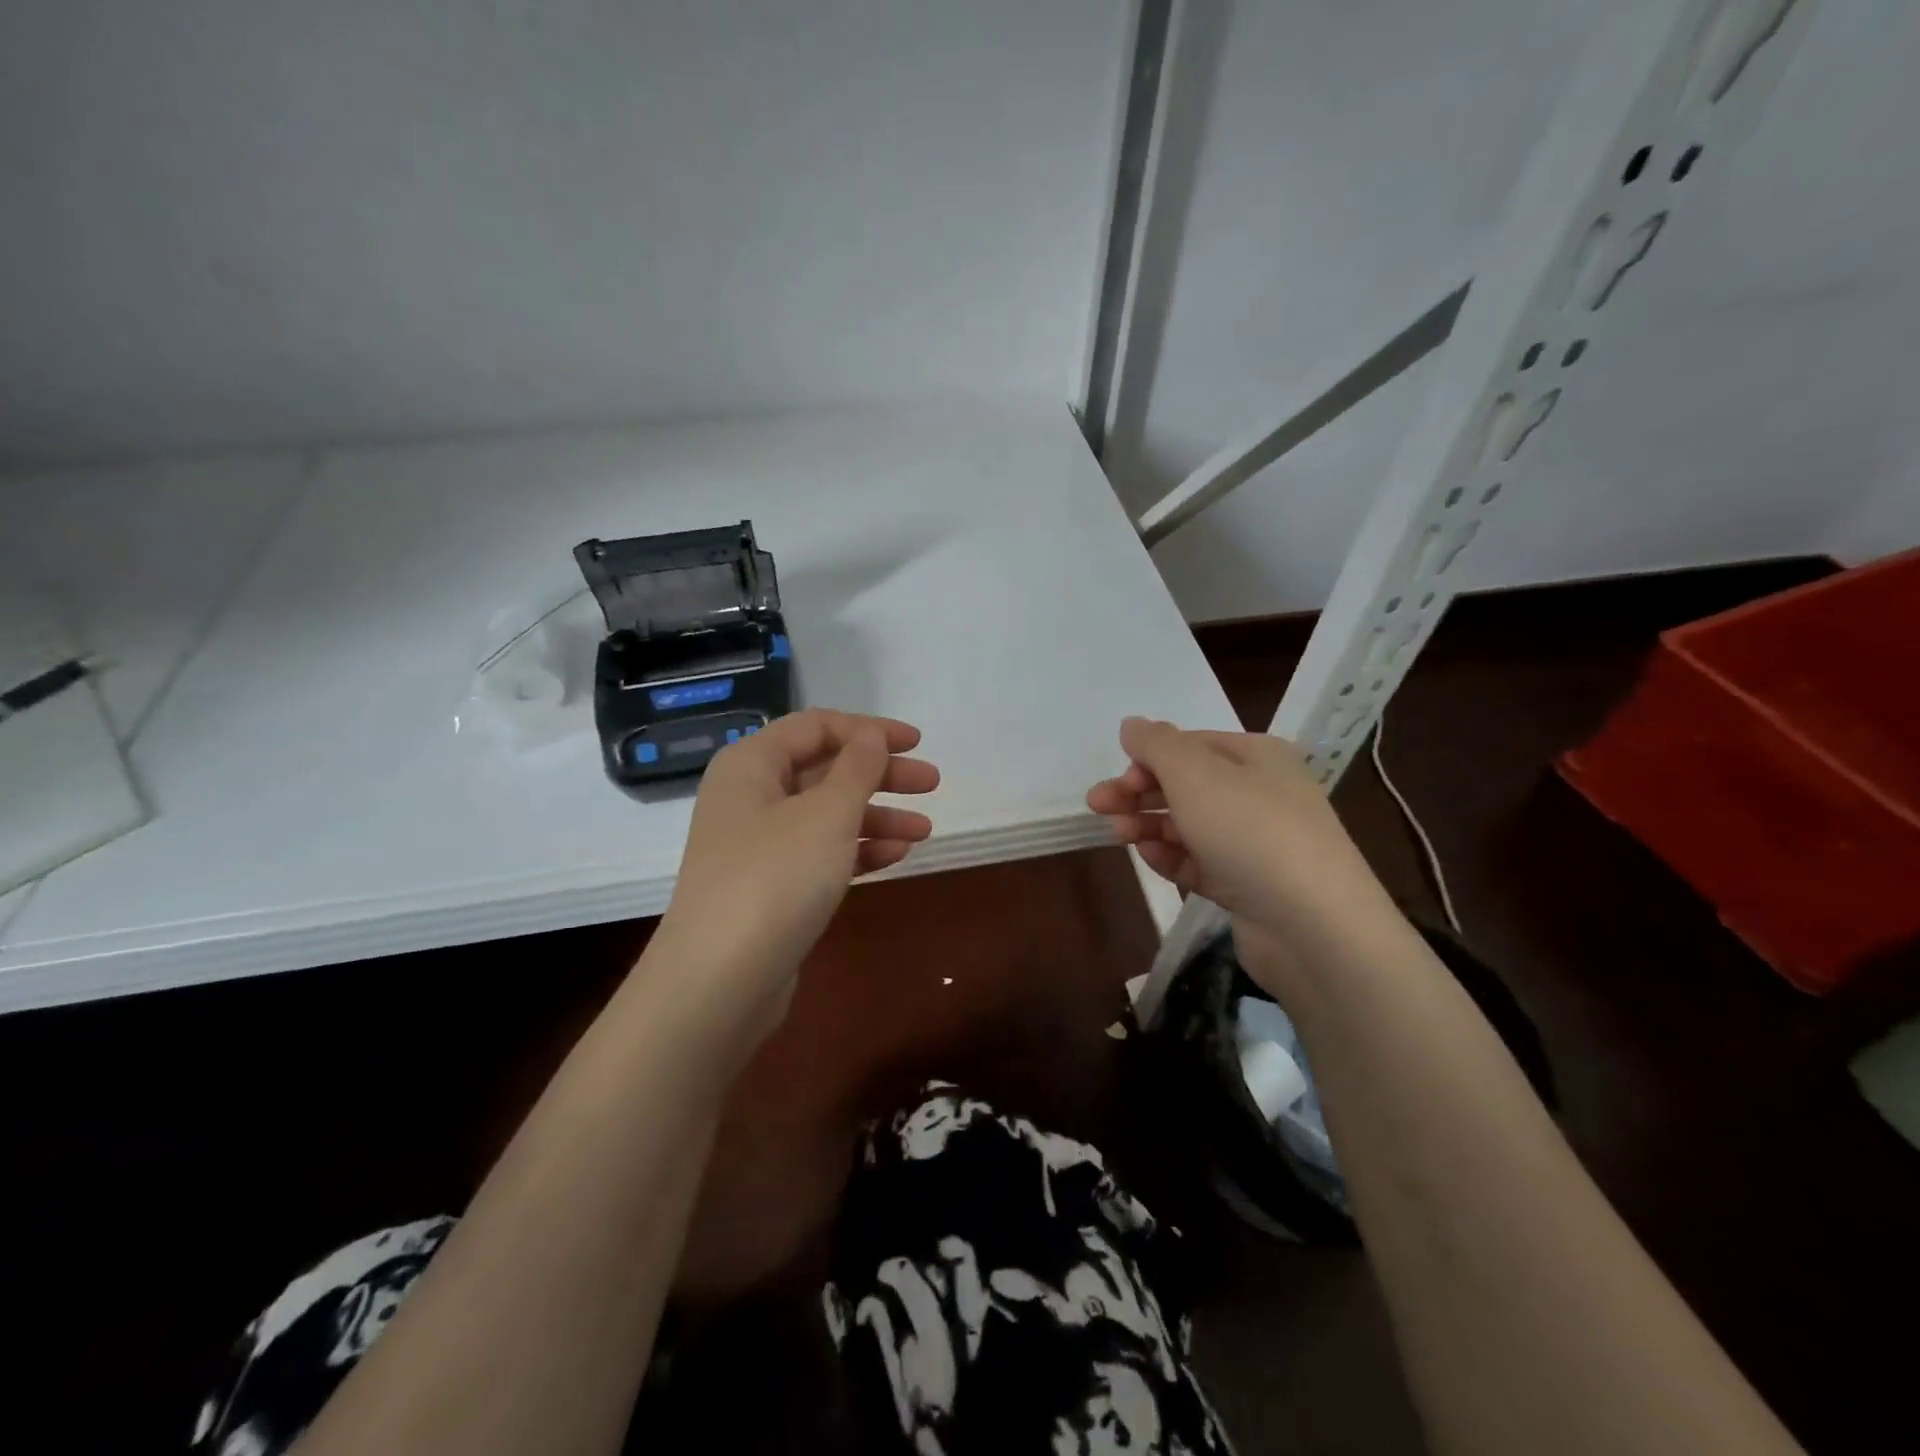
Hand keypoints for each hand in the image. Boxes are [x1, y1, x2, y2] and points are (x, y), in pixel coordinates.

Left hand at [644, 709, 939, 1052]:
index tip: (916, 743)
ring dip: (876, 816)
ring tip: (924, 829)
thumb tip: (871, 735)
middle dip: (880, 774)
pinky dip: (856, 850)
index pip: (816, 727)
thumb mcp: (826, 814)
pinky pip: (820, 853)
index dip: (869, 730)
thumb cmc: (775, 879)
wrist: (718, 982)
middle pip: (824, 770)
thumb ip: (857, 768)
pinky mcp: (770, 886)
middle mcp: (750, 797)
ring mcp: (757, 845)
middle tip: (931, 784)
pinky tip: (896, 855)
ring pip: (826, 815)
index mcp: (751, 764)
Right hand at [1086, 717, 1398, 984]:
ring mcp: (1257, 843)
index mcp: (1257, 756)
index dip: (1148, 758)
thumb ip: (1156, 744)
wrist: (1313, 925)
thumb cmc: (1250, 830)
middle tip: (1097, 806)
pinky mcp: (1249, 886)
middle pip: (1186, 785)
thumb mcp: (1194, 773)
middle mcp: (1260, 794)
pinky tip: (1150, 859)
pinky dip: (1173, 858)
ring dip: (1150, 825)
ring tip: (1118, 836)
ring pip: (1190, 825)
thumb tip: (1132, 724)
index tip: (1117, 780)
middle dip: (1139, 793)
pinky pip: (1201, 863)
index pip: (1191, 745)